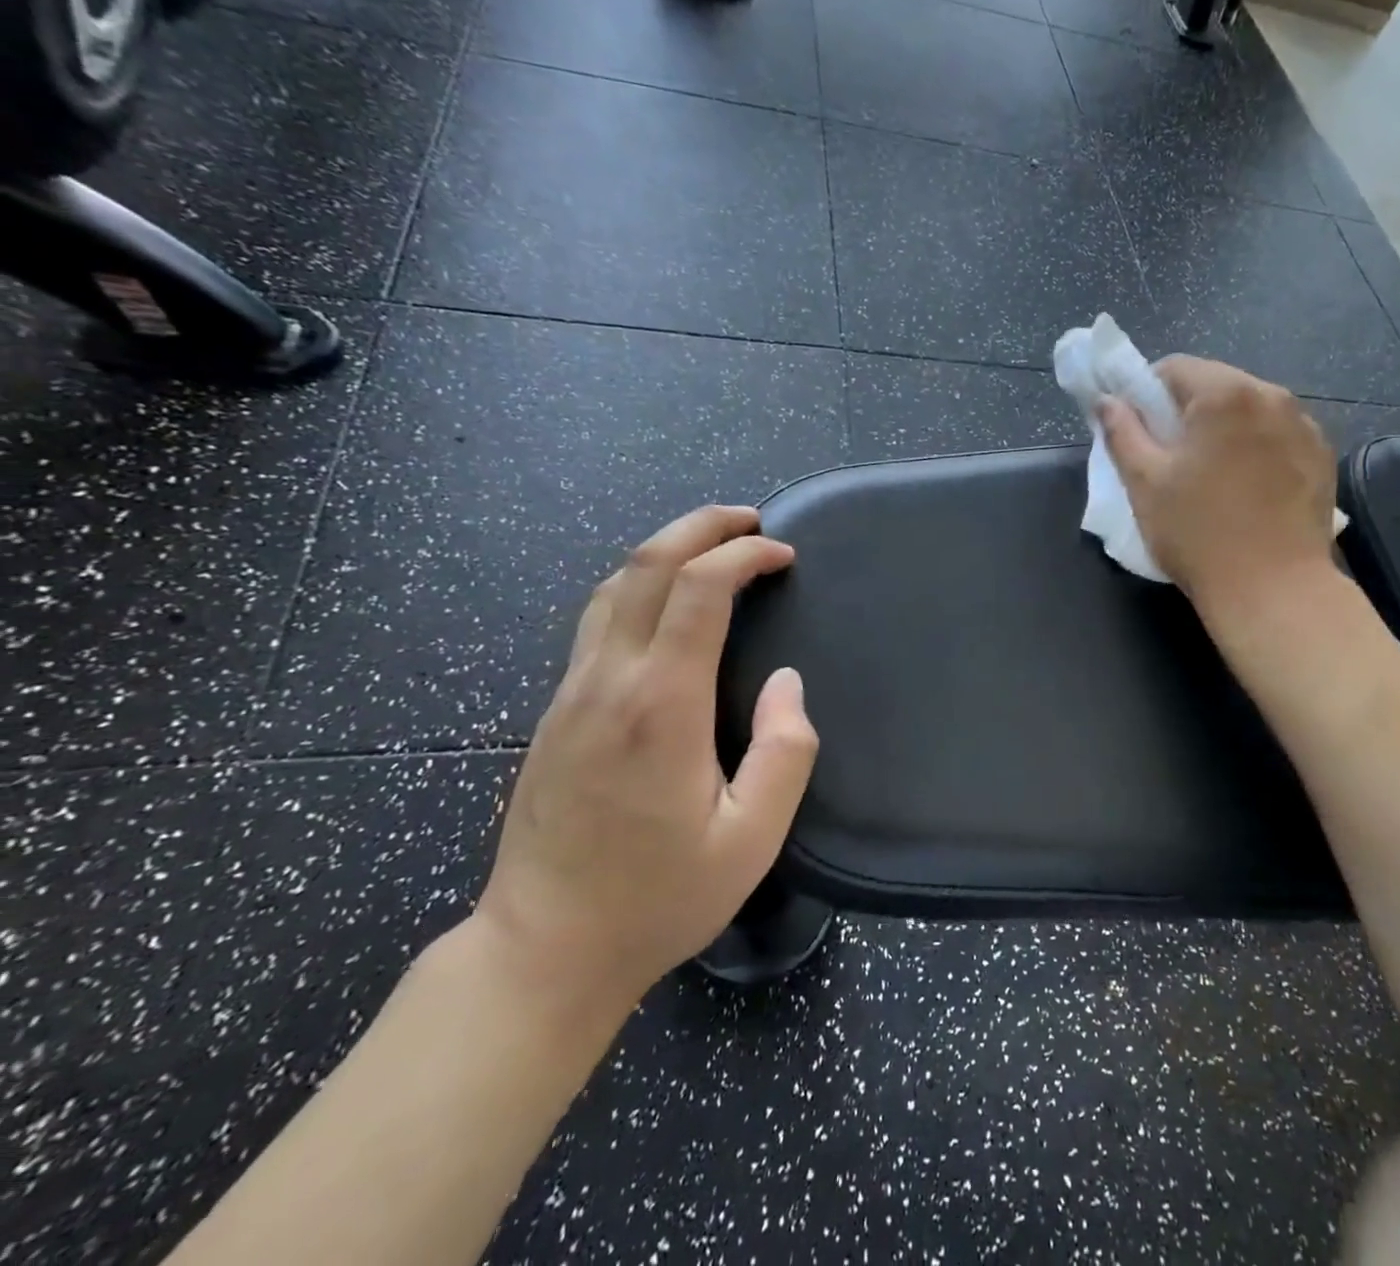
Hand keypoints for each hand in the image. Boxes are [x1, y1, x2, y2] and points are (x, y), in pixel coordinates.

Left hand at [473, 506, 817, 1017]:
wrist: (544, 949)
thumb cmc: (659, 898)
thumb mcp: (751, 839)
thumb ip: (785, 751)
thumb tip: (786, 682)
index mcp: (661, 705)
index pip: (700, 590)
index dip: (745, 556)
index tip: (783, 555)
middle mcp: (610, 680)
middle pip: (648, 565)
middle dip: (702, 526)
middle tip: (750, 520)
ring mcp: (573, 691)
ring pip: (615, 585)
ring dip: (667, 549)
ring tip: (714, 546)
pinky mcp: (556, 709)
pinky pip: (599, 618)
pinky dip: (642, 583)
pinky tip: (669, 600)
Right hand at [1098, 355, 1337, 618]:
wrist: (1273, 590)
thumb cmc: (1198, 532)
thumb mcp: (1144, 482)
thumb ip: (1121, 432)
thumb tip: (1107, 401)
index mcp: (1225, 394)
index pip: (1174, 367)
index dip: (1145, 393)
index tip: (1137, 430)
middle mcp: (1272, 396)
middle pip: (1215, 385)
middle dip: (1186, 411)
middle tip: (1169, 457)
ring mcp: (1304, 426)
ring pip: (1248, 410)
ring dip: (1223, 428)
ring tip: (1210, 475)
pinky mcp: (1322, 457)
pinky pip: (1277, 435)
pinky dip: (1255, 448)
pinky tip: (1246, 488)